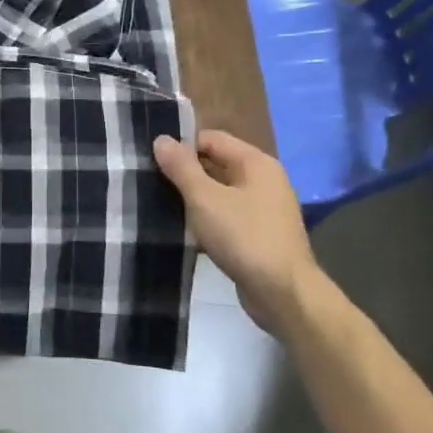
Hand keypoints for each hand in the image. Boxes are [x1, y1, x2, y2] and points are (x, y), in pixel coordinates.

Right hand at [153, 129, 324, 334]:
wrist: (282, 292)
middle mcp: (264, 180)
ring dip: (194, 199)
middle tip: (150, 182)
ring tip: (160, 206)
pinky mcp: (259, 235)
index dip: (181, 146)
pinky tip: (184, 232)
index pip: (212, 139)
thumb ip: (182, 168)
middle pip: (216, 164)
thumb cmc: (244, 237)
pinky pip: (227, 217)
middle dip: (185, 173)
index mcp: (256, 163)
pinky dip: (207, 220)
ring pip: (220, 193)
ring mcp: (264, 209)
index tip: (151, 160)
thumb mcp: (205, 199)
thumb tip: (161, 139)